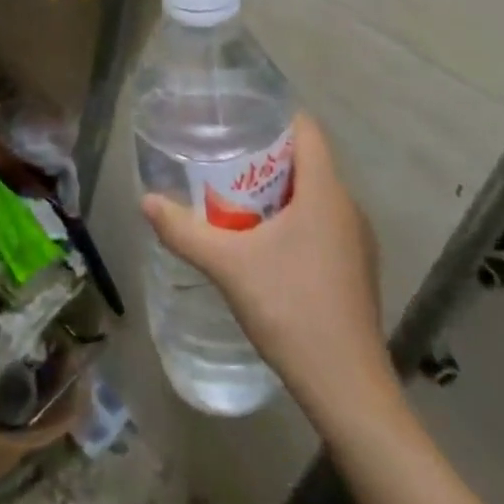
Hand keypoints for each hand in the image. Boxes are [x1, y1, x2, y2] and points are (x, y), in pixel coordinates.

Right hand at [141, 113, 395, 410]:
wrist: (347, 387)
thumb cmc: (290, 309)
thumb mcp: (227, 266)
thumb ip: (184, 231)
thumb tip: (146, 201)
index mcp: (325, 193)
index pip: (307, 131)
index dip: (275, 116)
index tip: (238, 118)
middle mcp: (348, 208)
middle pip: (308, 162)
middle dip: (265, 156)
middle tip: (221, 158)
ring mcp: (357, 242)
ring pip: (315, 196)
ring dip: (278, 190)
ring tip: (233, 196)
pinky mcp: (355, 269)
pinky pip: (322, 224)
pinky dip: (293, 219)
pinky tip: (262, 242)